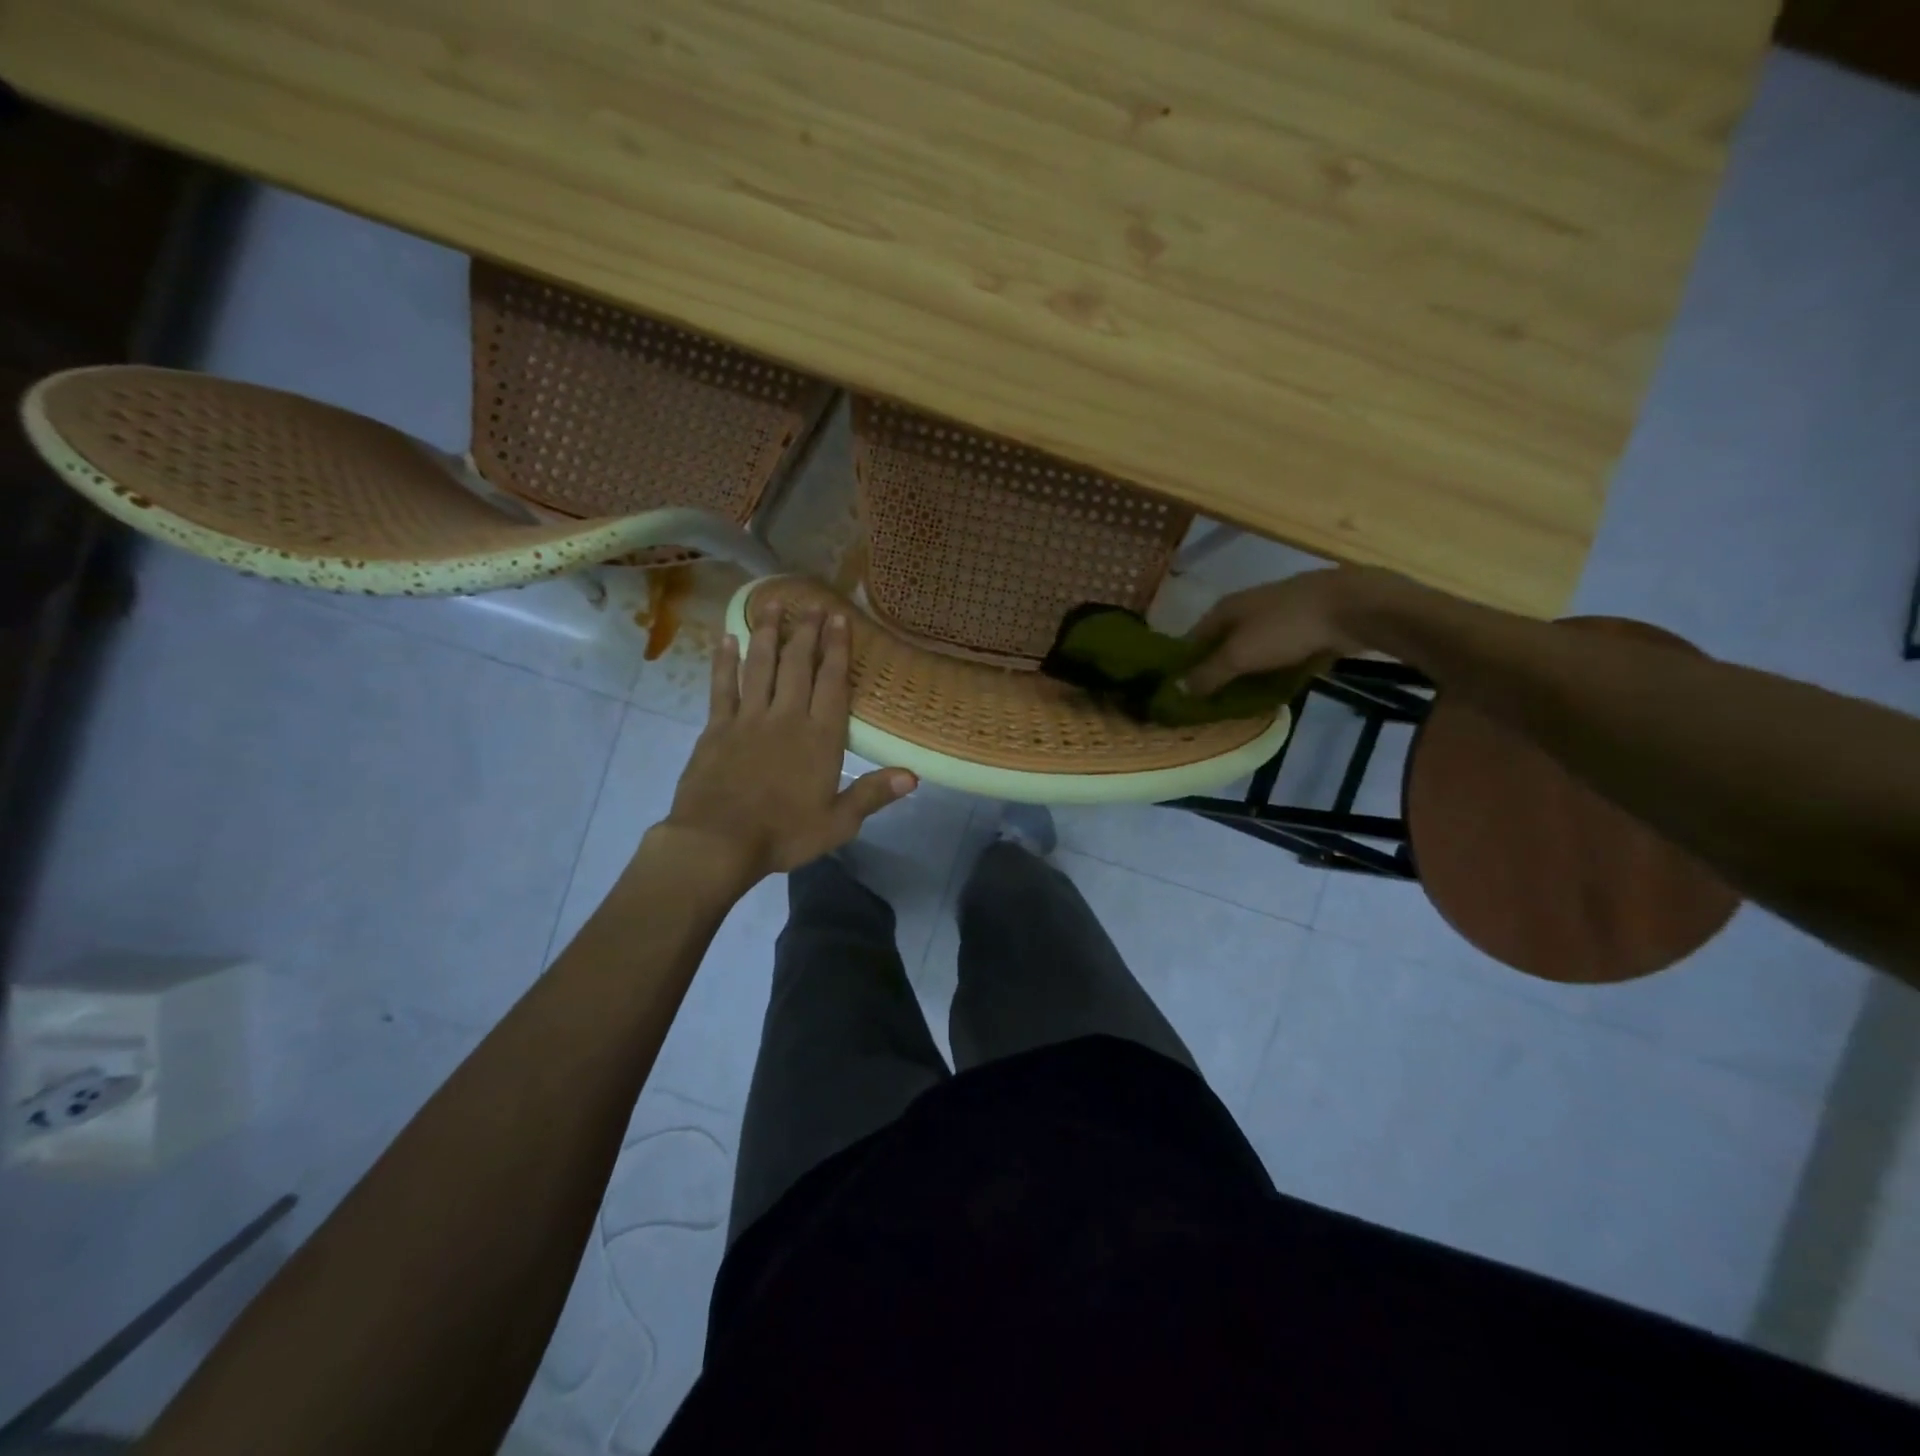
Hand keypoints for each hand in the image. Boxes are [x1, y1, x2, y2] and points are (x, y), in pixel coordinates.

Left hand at [657, 601, 915, 888]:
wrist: (718, 842)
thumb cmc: (784, 834)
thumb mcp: (838, 823)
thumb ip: (873, 794)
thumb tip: (914, 776)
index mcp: (820, 738)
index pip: (832, 683)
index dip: (837, 649)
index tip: (839, 618)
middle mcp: (786, 718)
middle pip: (798, 665)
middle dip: (805, 632)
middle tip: (810, 603)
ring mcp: (749, 719)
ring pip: (760, 666)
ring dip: (767, 634)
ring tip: (772, 604)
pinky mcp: (717, 728)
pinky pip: (722, 687)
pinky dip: (725, 662)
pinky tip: (727, 639)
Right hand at [1181, 568, 1363, 697]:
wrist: (1352, 607)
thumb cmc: (1285, 627)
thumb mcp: (1239, 655)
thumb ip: (1208, 674)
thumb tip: (1176, 690)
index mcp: (1224, 609)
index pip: (1192, 640)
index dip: (1184, 666)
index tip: (1180, 695)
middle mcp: (1246, 609)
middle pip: (1222, 646)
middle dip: (1216, 673)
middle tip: (1210, 706)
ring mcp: (1277, 617)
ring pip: (1251, 651)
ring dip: (1245, 674)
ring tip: (1240, 703)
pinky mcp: (1304, 628)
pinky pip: (1278, 655)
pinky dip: (1273, 671)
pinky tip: (1273, 691)